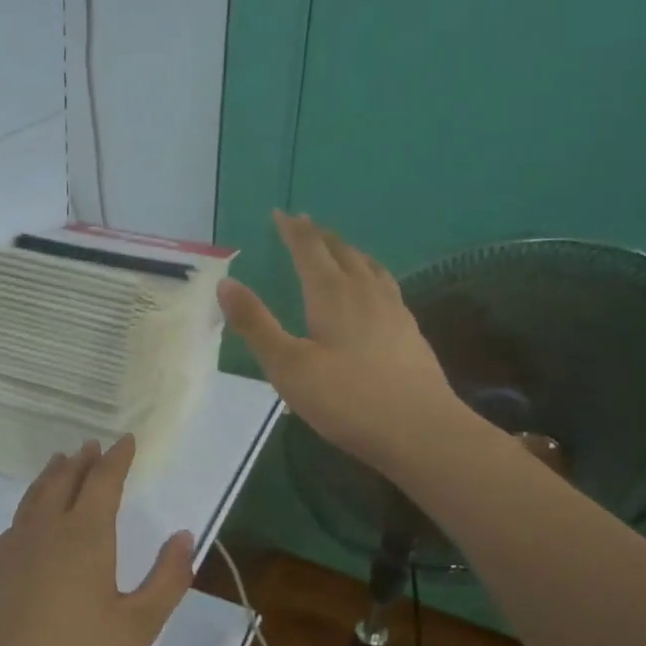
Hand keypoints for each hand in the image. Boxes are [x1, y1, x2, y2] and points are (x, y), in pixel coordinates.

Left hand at [0, 436, 194, 645]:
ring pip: (34, 497)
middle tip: (92, 445)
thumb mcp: (138, 627)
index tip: (126, 440)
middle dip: (82, 461)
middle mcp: (45, 531)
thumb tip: (184, 536)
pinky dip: (31, 504)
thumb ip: (167, 579)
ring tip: (61, 463)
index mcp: (84, 536)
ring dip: (52, 476)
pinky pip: (17, 521)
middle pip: (63, 481)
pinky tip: (32, 519)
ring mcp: (12, 551)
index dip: (117, 459)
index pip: (103, 481)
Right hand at [219, 210, 464, 475]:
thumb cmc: (346, 399)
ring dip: (348, 251)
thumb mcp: (287, 366)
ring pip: (369, 266)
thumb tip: (226, 283)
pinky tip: (373, 292)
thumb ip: (256, 324)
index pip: (309, 249)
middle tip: (304, 226)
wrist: (420, 430)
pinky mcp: (410, 331)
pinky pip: (386, 286)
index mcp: (332, 294)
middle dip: (319, 236)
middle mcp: (365, 292)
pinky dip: (370, 274)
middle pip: (341, 251)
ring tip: (339, 249)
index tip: (280, 214)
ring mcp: (393, 310)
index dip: (293, 230)